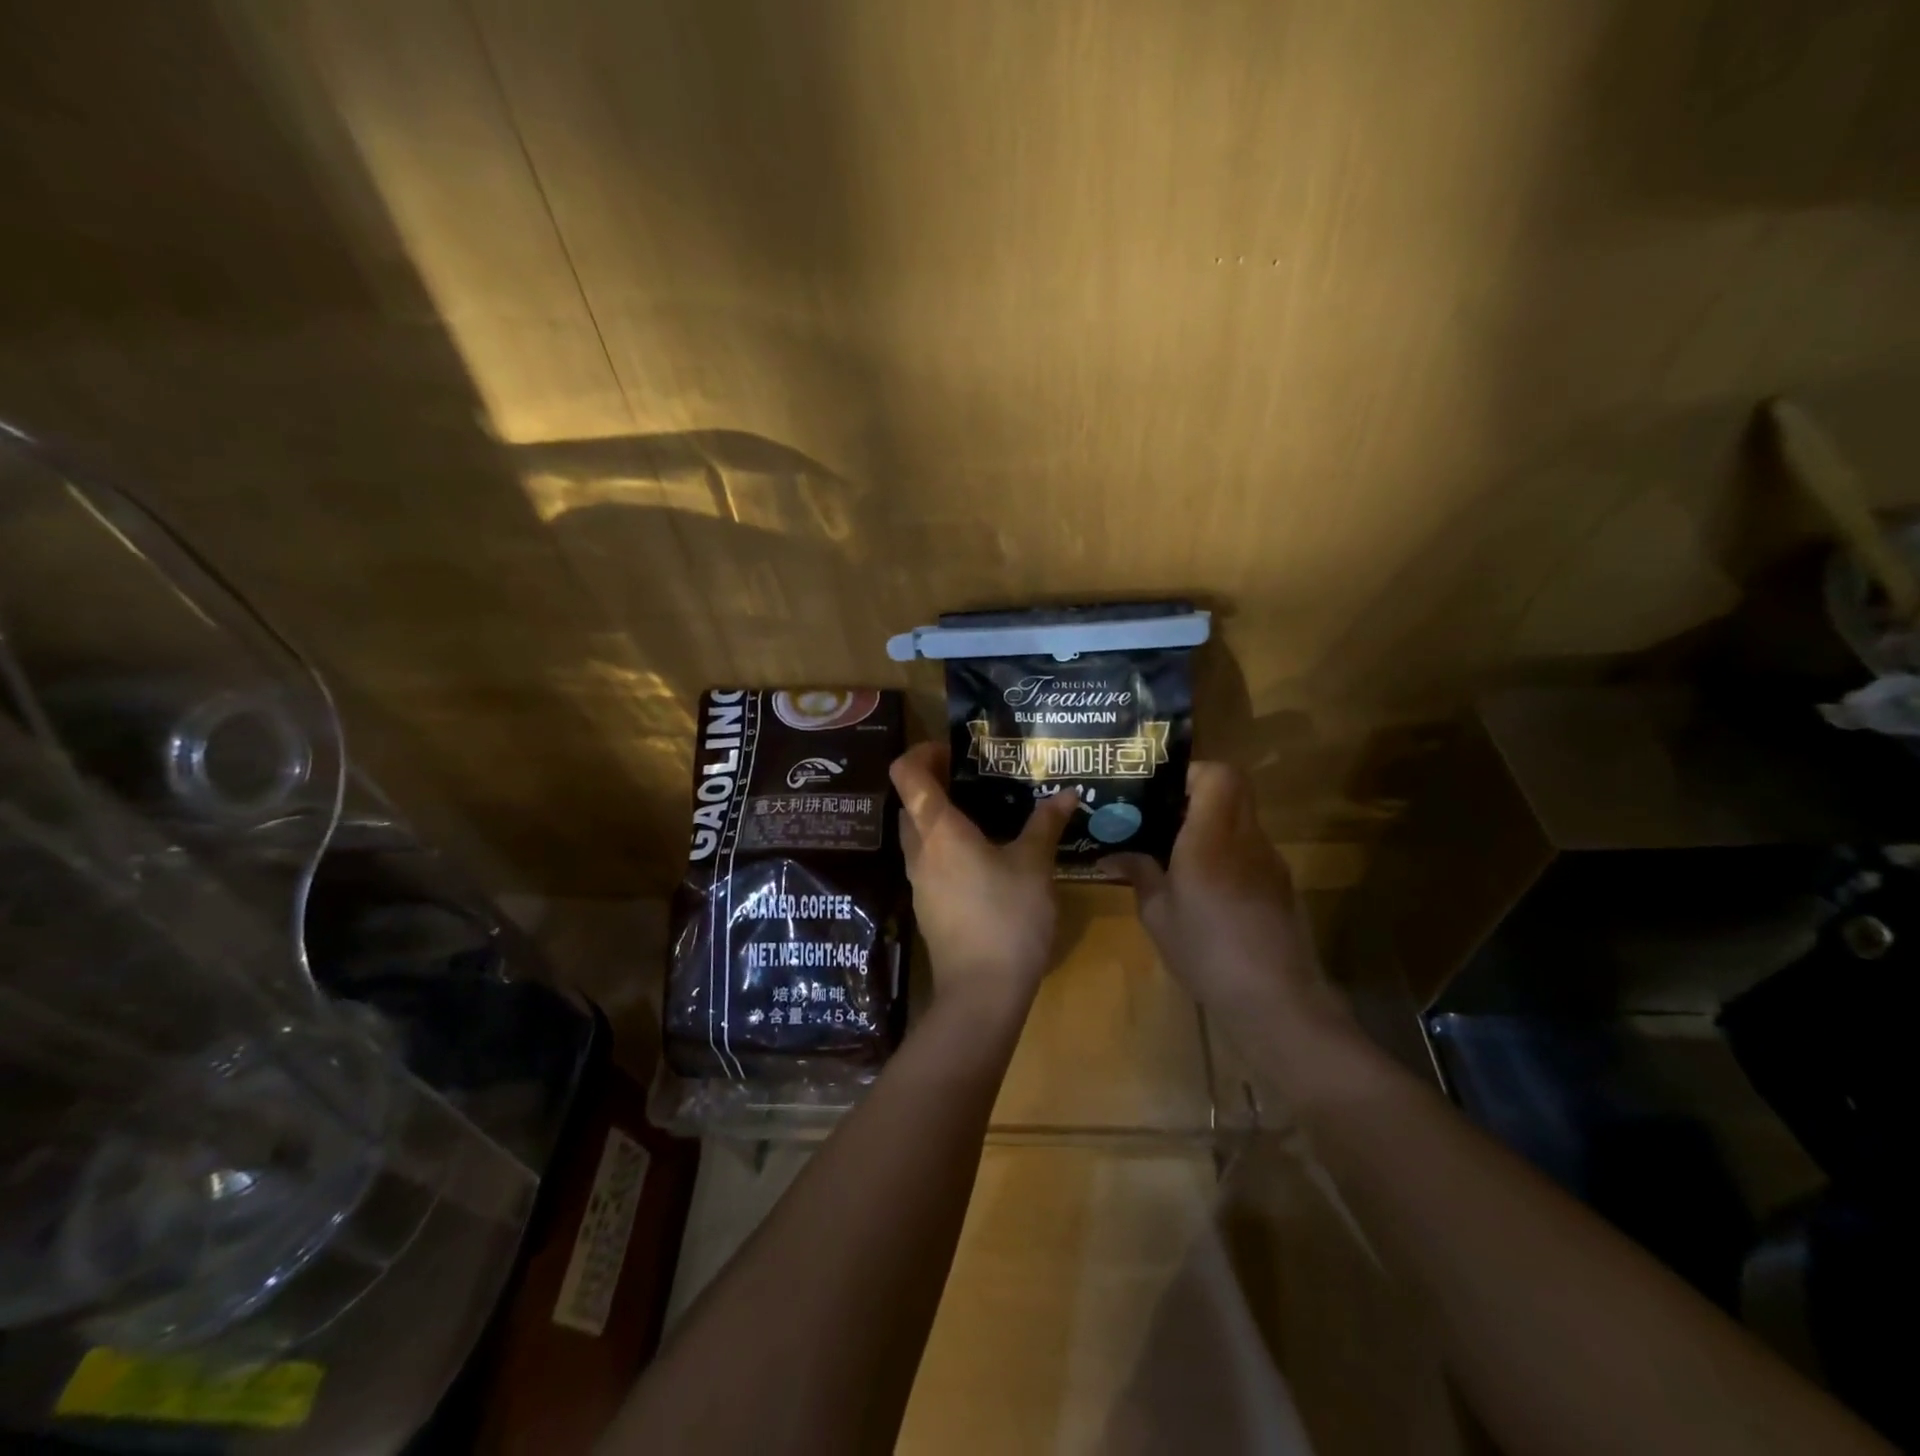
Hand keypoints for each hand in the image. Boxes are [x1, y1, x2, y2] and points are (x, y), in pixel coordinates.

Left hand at [890, 743, 1077, 1006]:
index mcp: (938, 829)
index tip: (954, 749)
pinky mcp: (927, 906)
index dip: (923, 751)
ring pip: (919, 834)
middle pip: (911, 802)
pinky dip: (947, 847)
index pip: (907, 773)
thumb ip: (1045, 824)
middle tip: (977, 779)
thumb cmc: (1007, 917)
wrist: (982, 992)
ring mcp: (918, 881)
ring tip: (986, 814)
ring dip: (942, 817)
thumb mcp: (1035, 866)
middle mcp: (919, 850)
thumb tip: (1065, 794)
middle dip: (936, 783)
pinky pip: (930, 861)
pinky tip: (985, 857)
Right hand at [1101, 762, 1332, 1023]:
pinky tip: (1205, 887)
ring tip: (1177, 852)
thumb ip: (1138, 874)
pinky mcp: (1280, 885)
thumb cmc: (1206, 951)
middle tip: (1163, 816)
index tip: (1161, 792)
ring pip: (1242, 818)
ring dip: (1212, 823)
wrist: (1275, 999)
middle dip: (1197, 793)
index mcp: (1212, 837)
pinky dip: (1227, 851)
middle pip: (1234, 788)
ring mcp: (1269, 861)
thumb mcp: (1157, 915)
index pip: (1218, 774)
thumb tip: (1112, 855)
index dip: (1191, 772)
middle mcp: (1246, 838)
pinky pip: (1249, 848)